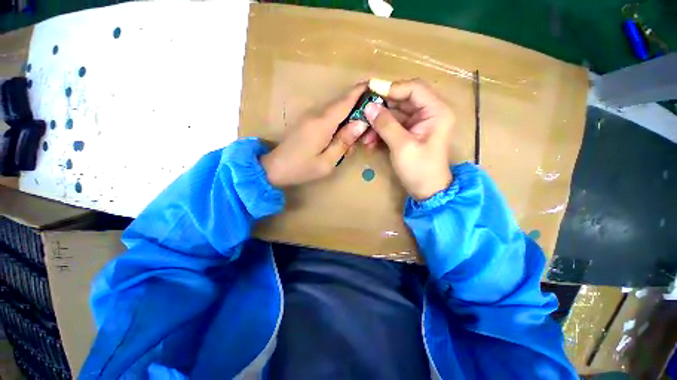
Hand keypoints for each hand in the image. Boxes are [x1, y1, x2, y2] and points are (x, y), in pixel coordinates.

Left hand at [261, 84, 368, 186]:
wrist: (274, 168)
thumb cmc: (301, 168)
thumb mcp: (327, 162)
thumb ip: (343, 142)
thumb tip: (361, 124)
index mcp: (322, 123)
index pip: (345, 101)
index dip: (360, 91)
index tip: (374, 85)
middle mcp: (316, 114)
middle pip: (341, 103)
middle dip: (358, 105)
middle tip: (372, 117)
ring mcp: (310, 116)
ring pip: (335, 109)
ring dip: (349, 114)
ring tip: (360, 129)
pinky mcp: (307, 121)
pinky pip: (328, 116)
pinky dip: (339, 120)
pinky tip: (343, 133)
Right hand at [363, 79, 453, 200]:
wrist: (427, 191)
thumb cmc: (420, 170)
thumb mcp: (402, 146)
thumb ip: (386, 125)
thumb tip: (368, 107)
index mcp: (436, 111)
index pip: (413, 89)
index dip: (391, 88)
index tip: (370, 91)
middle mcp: (429, 113)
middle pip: (402, 101)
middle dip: (381, 109)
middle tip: (363, 114)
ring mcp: (419, 124)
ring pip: (395, 114)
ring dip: (378, 123)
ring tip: (365, 136)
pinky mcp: (410, 133)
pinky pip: (393, 126)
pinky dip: (381, 132)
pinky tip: (370, 141)